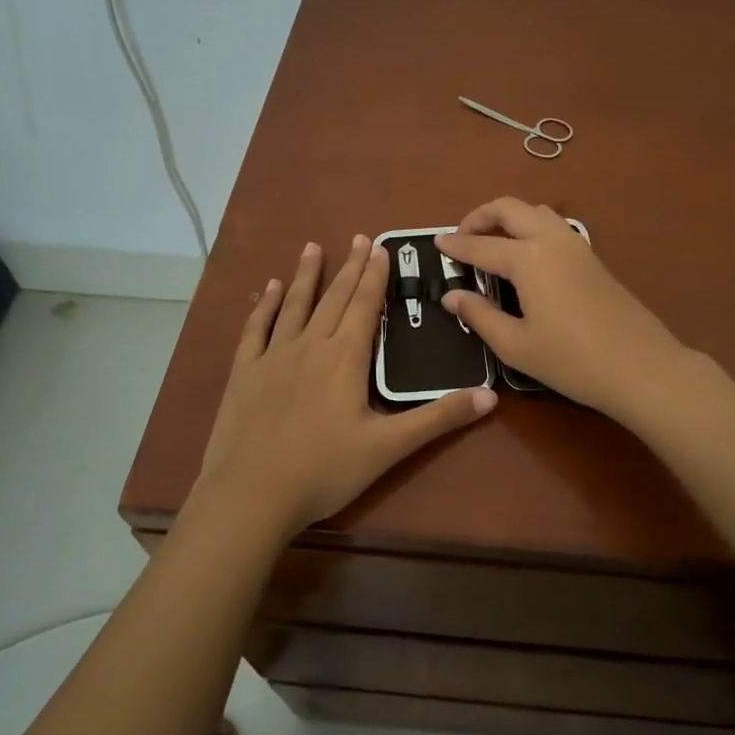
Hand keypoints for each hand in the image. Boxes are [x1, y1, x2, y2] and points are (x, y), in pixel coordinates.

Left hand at [191, 235, 496, 537]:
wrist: (251, 496)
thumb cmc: (325, 471)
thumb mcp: (389, 448)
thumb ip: (439, 418)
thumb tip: (491, 396)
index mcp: (345, 358)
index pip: (364, 305)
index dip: (375, 276)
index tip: (380, 247)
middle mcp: (310, 346)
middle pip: (334, 298)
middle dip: (350, 267)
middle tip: (359, 238)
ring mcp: (273, 357)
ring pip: (295, 305)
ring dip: (306, 275)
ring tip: (313, 247)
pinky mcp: (244, 373)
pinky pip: (255, 329)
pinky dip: (264, 306)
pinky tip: (270, 289)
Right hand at [436, 199, 687, 418]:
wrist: (640, 367)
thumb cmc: (571, 361)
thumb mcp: (516, 345)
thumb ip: (479, 315)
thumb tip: (451, 296)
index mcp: (528, 258)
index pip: (481, 245)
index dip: (456, 245)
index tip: (436, 243)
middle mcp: (551, 239)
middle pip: (509, 208)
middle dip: (480, 216)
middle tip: (462, 237)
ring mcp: (577, 244)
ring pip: (536, 211)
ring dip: (509, 218)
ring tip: (492, 243)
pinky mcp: (593, 257)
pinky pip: (554, 226)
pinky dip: (531, 227)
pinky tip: (525, 257)